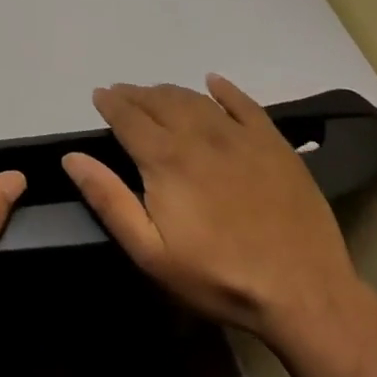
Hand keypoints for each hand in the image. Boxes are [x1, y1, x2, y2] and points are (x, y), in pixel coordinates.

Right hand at [62, 76, 360, 345]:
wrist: (305, 294)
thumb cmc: (218, 276)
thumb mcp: (150, 251)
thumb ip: (108, 199)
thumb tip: (72, 158)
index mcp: (165, 158)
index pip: (128, 117)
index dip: (110, 103)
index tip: (99, 95)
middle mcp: (199, 136)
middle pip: (159, 101)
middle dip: (135, 94)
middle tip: (122, 94)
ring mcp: (240, 137)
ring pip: (196, 100)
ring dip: (170, 92)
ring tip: (156, 94)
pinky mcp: (275, 145)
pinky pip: (245, 105)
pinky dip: (225, 90)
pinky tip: (214, 83)